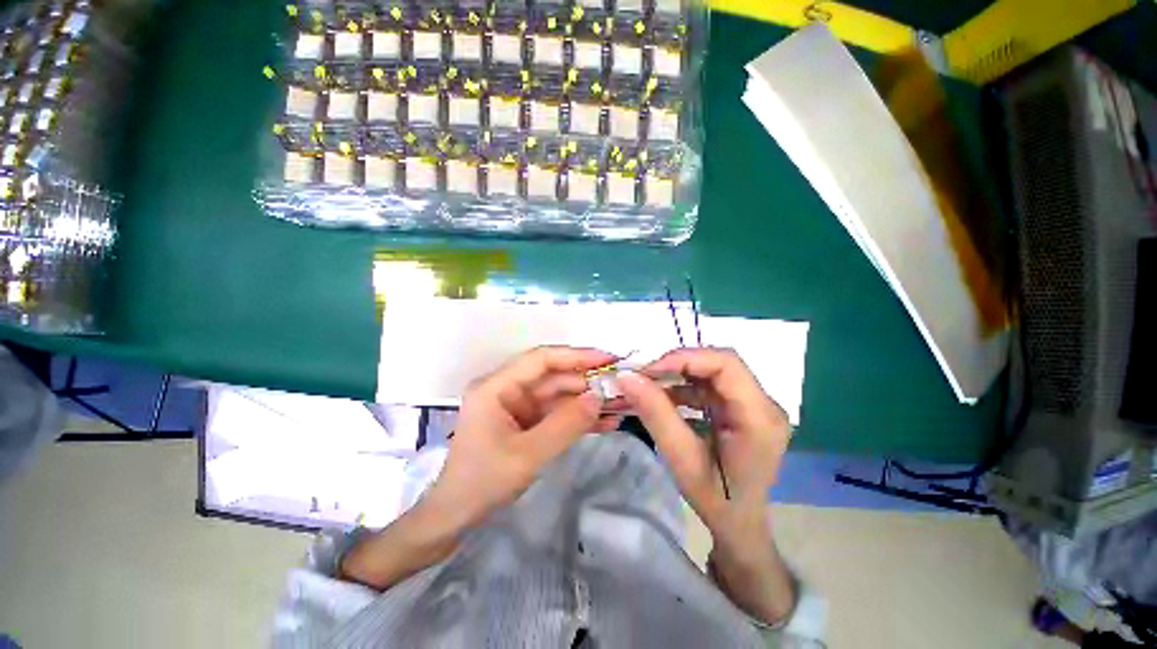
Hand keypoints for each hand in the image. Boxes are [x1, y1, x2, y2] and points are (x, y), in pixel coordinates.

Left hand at [424, 346, 620, 530]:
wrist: (456, 517)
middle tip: (622, 387)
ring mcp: (518, 406)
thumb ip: (566, 424)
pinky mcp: (527, 422)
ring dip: (587, 400)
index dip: (576, 356)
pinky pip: (557, 413)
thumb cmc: (483, 482)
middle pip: (554, 376)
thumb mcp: (528, 454)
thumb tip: (600, 397)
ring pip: (559, 395)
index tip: (608, 358)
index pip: (541, 359)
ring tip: (621, 404)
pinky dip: (579, 417)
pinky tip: (605, 421)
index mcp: (497, 386)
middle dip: (587, 382)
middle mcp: (508, 389)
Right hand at [616, 348, 790, 536]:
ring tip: (649, 384)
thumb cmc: (716, 500)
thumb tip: (627, 377)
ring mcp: (756, 404)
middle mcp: (765, 404)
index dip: (685, 359)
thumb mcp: (681, 458)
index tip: (649, 370)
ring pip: (713, 370)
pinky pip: (711, 384)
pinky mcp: (743, 407)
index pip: (726, 365)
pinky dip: (685, 385)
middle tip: (645, 374)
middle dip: (679, 364)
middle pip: (720, 363)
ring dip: (679, 373)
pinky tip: (665, 397)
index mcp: (760, 418)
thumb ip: (656, 413)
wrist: (739, 524)